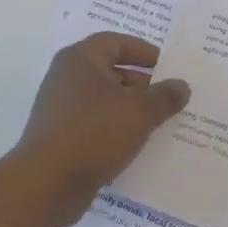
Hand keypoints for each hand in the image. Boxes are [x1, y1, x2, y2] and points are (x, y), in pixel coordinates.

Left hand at [16, 33, 190, 214]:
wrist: (46, 184)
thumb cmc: (93, 133)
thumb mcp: (139, 112)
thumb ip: (164, 96)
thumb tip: (181, 85)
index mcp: (80, 59)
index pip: (115, 42)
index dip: (143, 52)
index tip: (168, 66)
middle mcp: (66, 78)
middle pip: (110, 71)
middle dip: (142, 83)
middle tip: (169, 98)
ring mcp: (61, 109)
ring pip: (104, 101)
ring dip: (131, 109)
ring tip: (160, 123)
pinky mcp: (61, 137)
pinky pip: (95, 125)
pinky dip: (116, 129)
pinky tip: (137, 145)